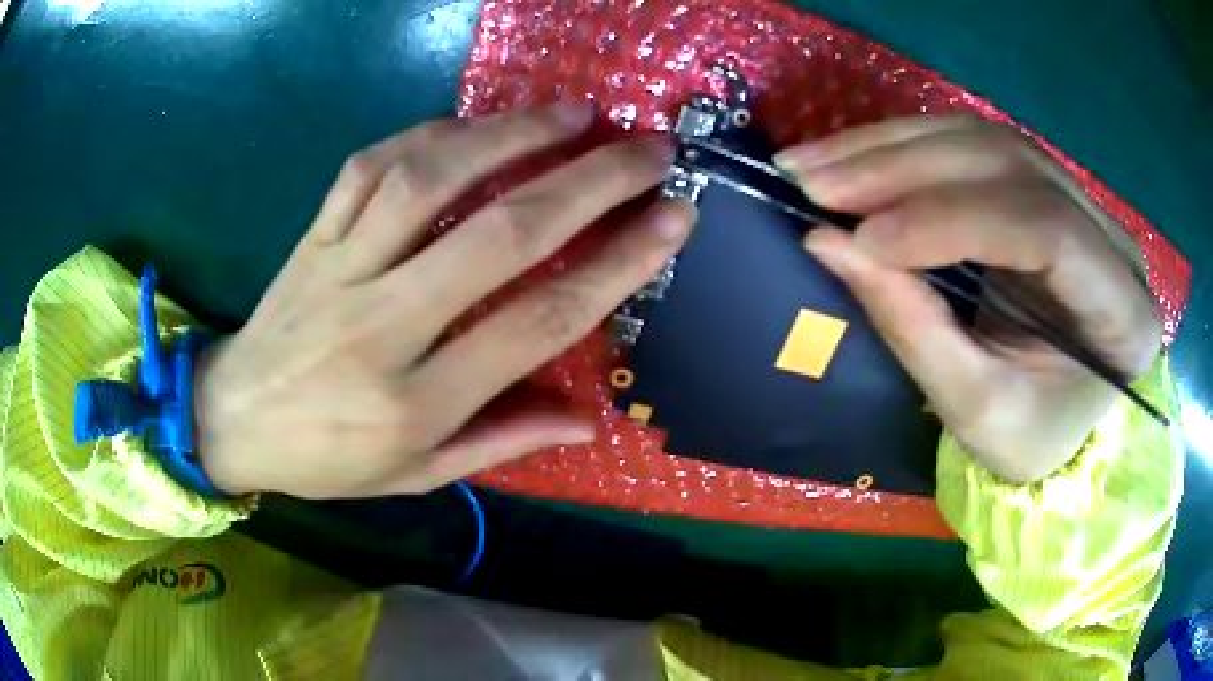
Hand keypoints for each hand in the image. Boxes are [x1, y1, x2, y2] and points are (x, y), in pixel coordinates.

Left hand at [194, 104, 694, 498]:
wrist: (231, 419)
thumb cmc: (327, 459)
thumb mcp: (416, 473)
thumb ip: (500, 441)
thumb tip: (588, 417)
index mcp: (416, 401)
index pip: (536, 322)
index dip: (616, 266)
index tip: (672, 221)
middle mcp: (382, 324)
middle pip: (499, 235)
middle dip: (589, 182)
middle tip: (647, 149)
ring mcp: (340, 268)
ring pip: (431, 180)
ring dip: (512, 134)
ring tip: (572, 113)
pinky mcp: (311, 236)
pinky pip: (370, 167)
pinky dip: (429, 134)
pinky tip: (474, 123)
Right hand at [776, 116, 1160, 483]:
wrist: (1057, 417)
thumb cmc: (1030, 435)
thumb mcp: (977, 412)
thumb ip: (915, 330)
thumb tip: (828, 244)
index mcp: (1122, 312)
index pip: (1047, 230)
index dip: (953, 221)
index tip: (866, 239)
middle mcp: (1110, 236)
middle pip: (1010, 165)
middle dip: (905, 168)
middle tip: (813, 180)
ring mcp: (1079, 199)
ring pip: (984, 140)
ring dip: (891, 146)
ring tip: (814, 164)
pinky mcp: (1042, 186)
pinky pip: (972, 145)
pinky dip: (904, 146)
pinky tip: (852, 156)